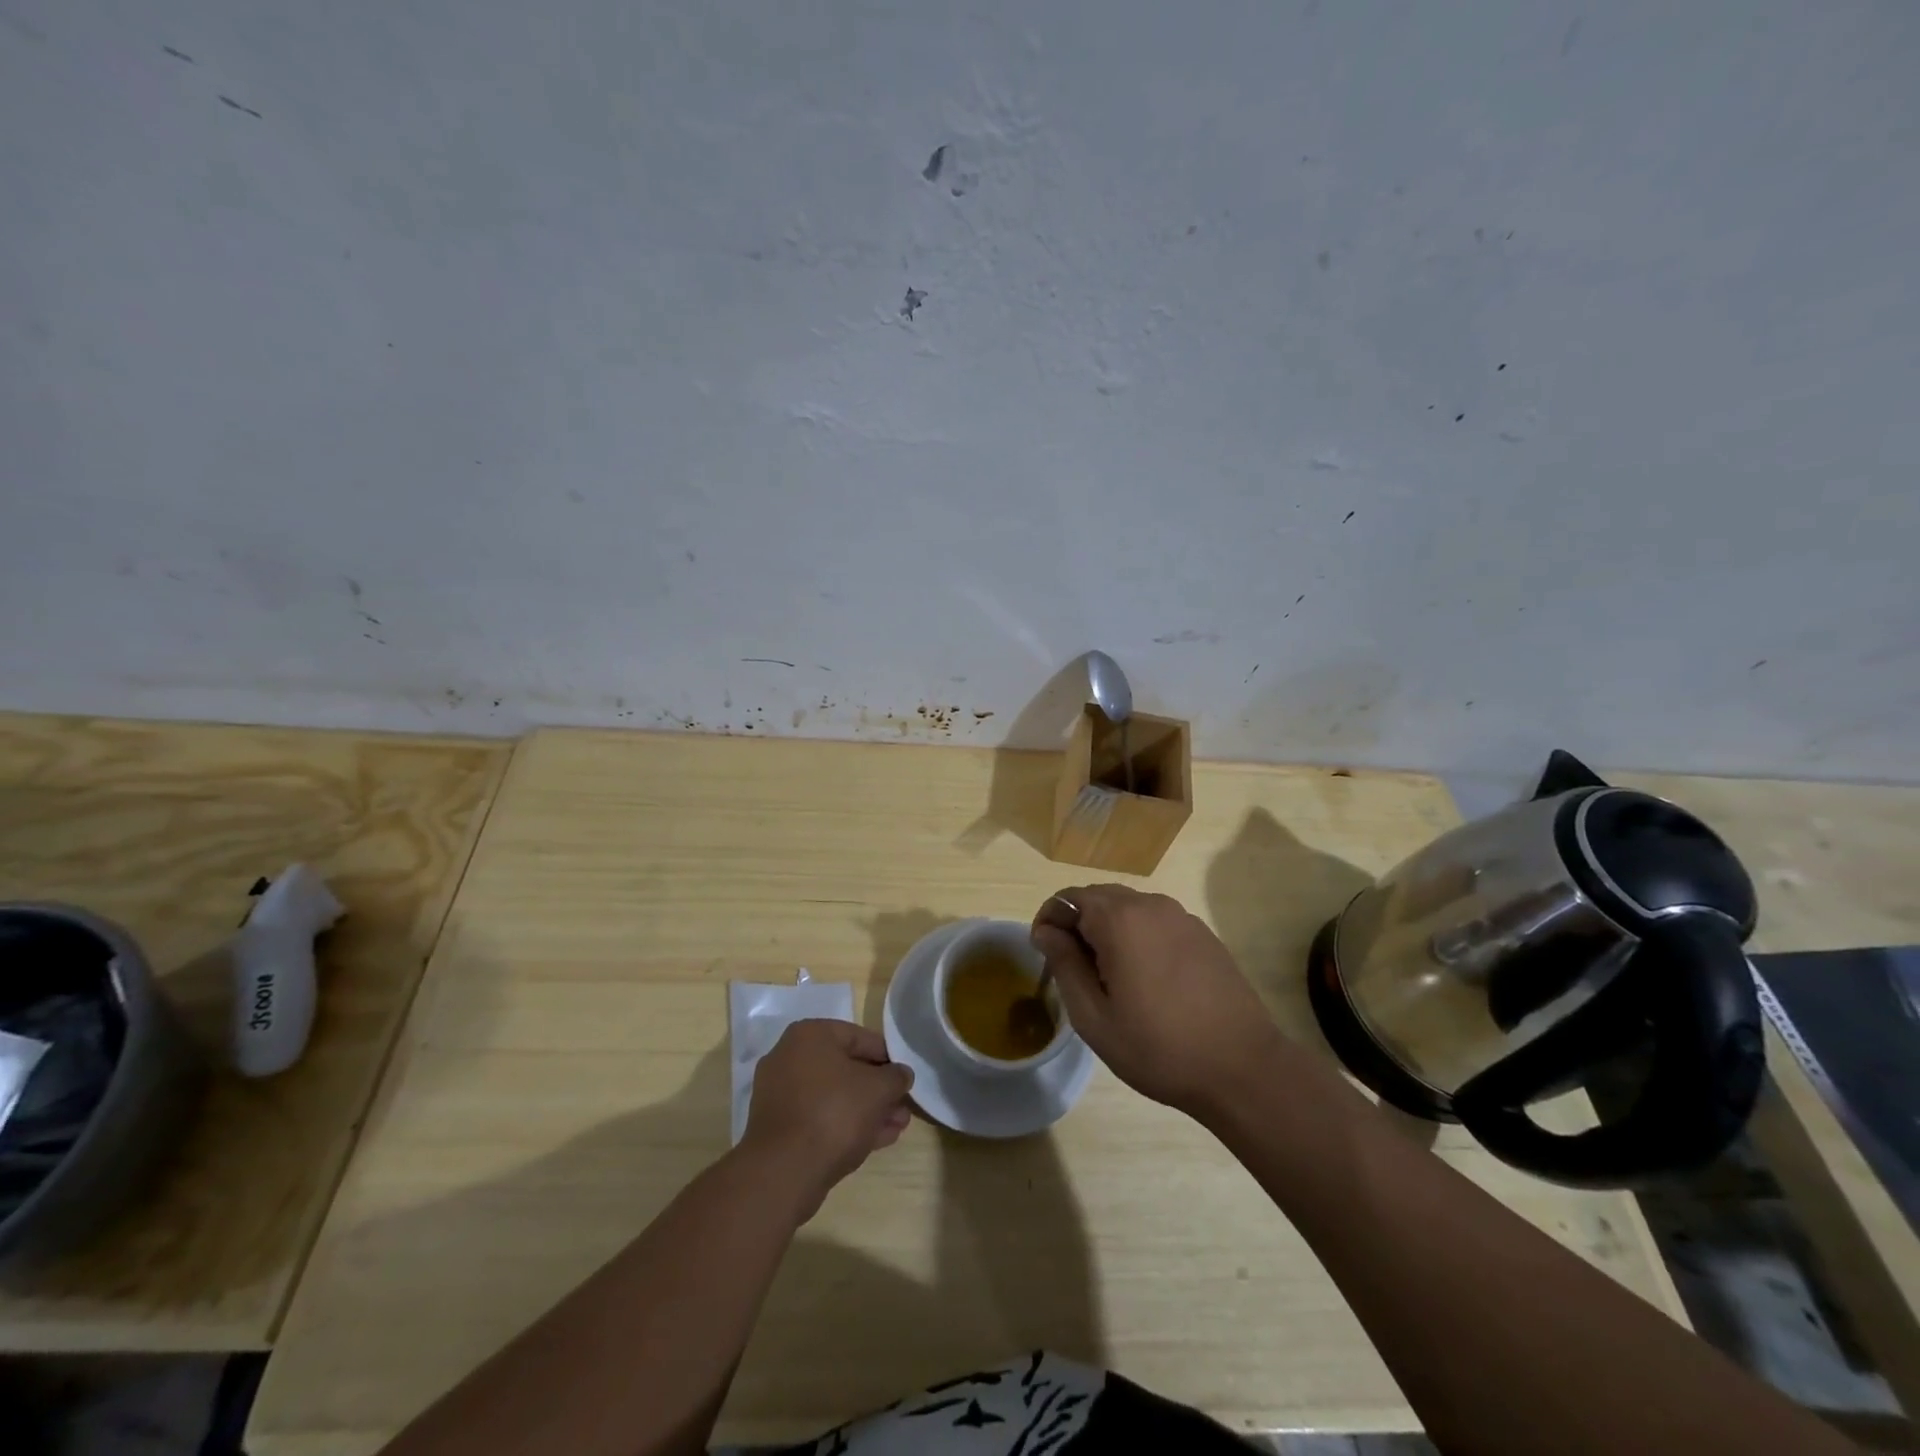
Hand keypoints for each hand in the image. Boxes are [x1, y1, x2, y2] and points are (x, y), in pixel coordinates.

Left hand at [740, 1020, 913, 1218]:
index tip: (906, 1078)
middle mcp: (790, 1057)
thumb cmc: (834, 1113)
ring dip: (867, 1110)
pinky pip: (819, 1117)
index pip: (860, 1037)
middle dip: (878, 1090)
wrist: (784, 1172)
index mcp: (810, 1035)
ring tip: (897, 1127)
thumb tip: (902, 1074)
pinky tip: (876, 1140)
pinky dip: (846, 1124)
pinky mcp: (778, 1127)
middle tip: (903, 1107)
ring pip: (834, 1096)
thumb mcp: (878, 1089)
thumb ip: (896, 1077)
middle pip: (846, 1069)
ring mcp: (780, 1094)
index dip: (889, 1058)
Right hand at [1031, 885, 1287, 1121]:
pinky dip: (1138, 937)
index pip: (1067, 898)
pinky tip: (1146, 979)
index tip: (1044, 956)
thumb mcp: (1094, 1017)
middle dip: (1077, 924)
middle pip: (1098, 897)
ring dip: (1108, 930)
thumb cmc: (1158, 1048)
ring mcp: (1181, 916)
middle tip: (1073, 970)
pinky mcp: (1202, 933)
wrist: (1243, 1068)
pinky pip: (1156, 921)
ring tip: (1109, 977)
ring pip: (1128, 908)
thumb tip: (1045, 931)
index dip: (1048, 922)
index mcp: (1119, 919)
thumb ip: (1064, 965)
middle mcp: (1150, 904)